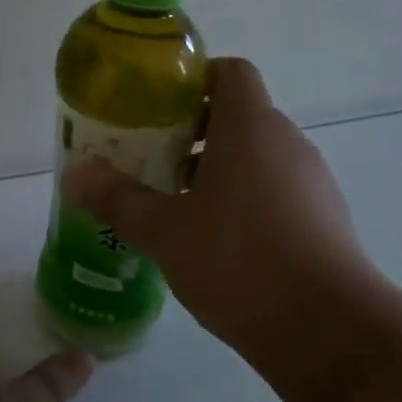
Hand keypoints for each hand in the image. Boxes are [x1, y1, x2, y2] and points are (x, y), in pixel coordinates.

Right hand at [63, 57, 382, 355]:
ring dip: (216, 169)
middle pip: (237, 115)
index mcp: (250, 126)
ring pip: (256, 156)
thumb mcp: (164, 230)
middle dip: (191, 132)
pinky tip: (215, 242)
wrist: (328, 330)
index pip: (229, 71)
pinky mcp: (323, 220)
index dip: (193, 80)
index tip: (157, 109)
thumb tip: (73, 175)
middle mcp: (287, 142)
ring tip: (175, 205)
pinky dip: (243, 200)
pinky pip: (275, 190)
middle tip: (150, 160)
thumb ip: (117, 198)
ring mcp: (311, 181)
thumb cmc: (238, 260)